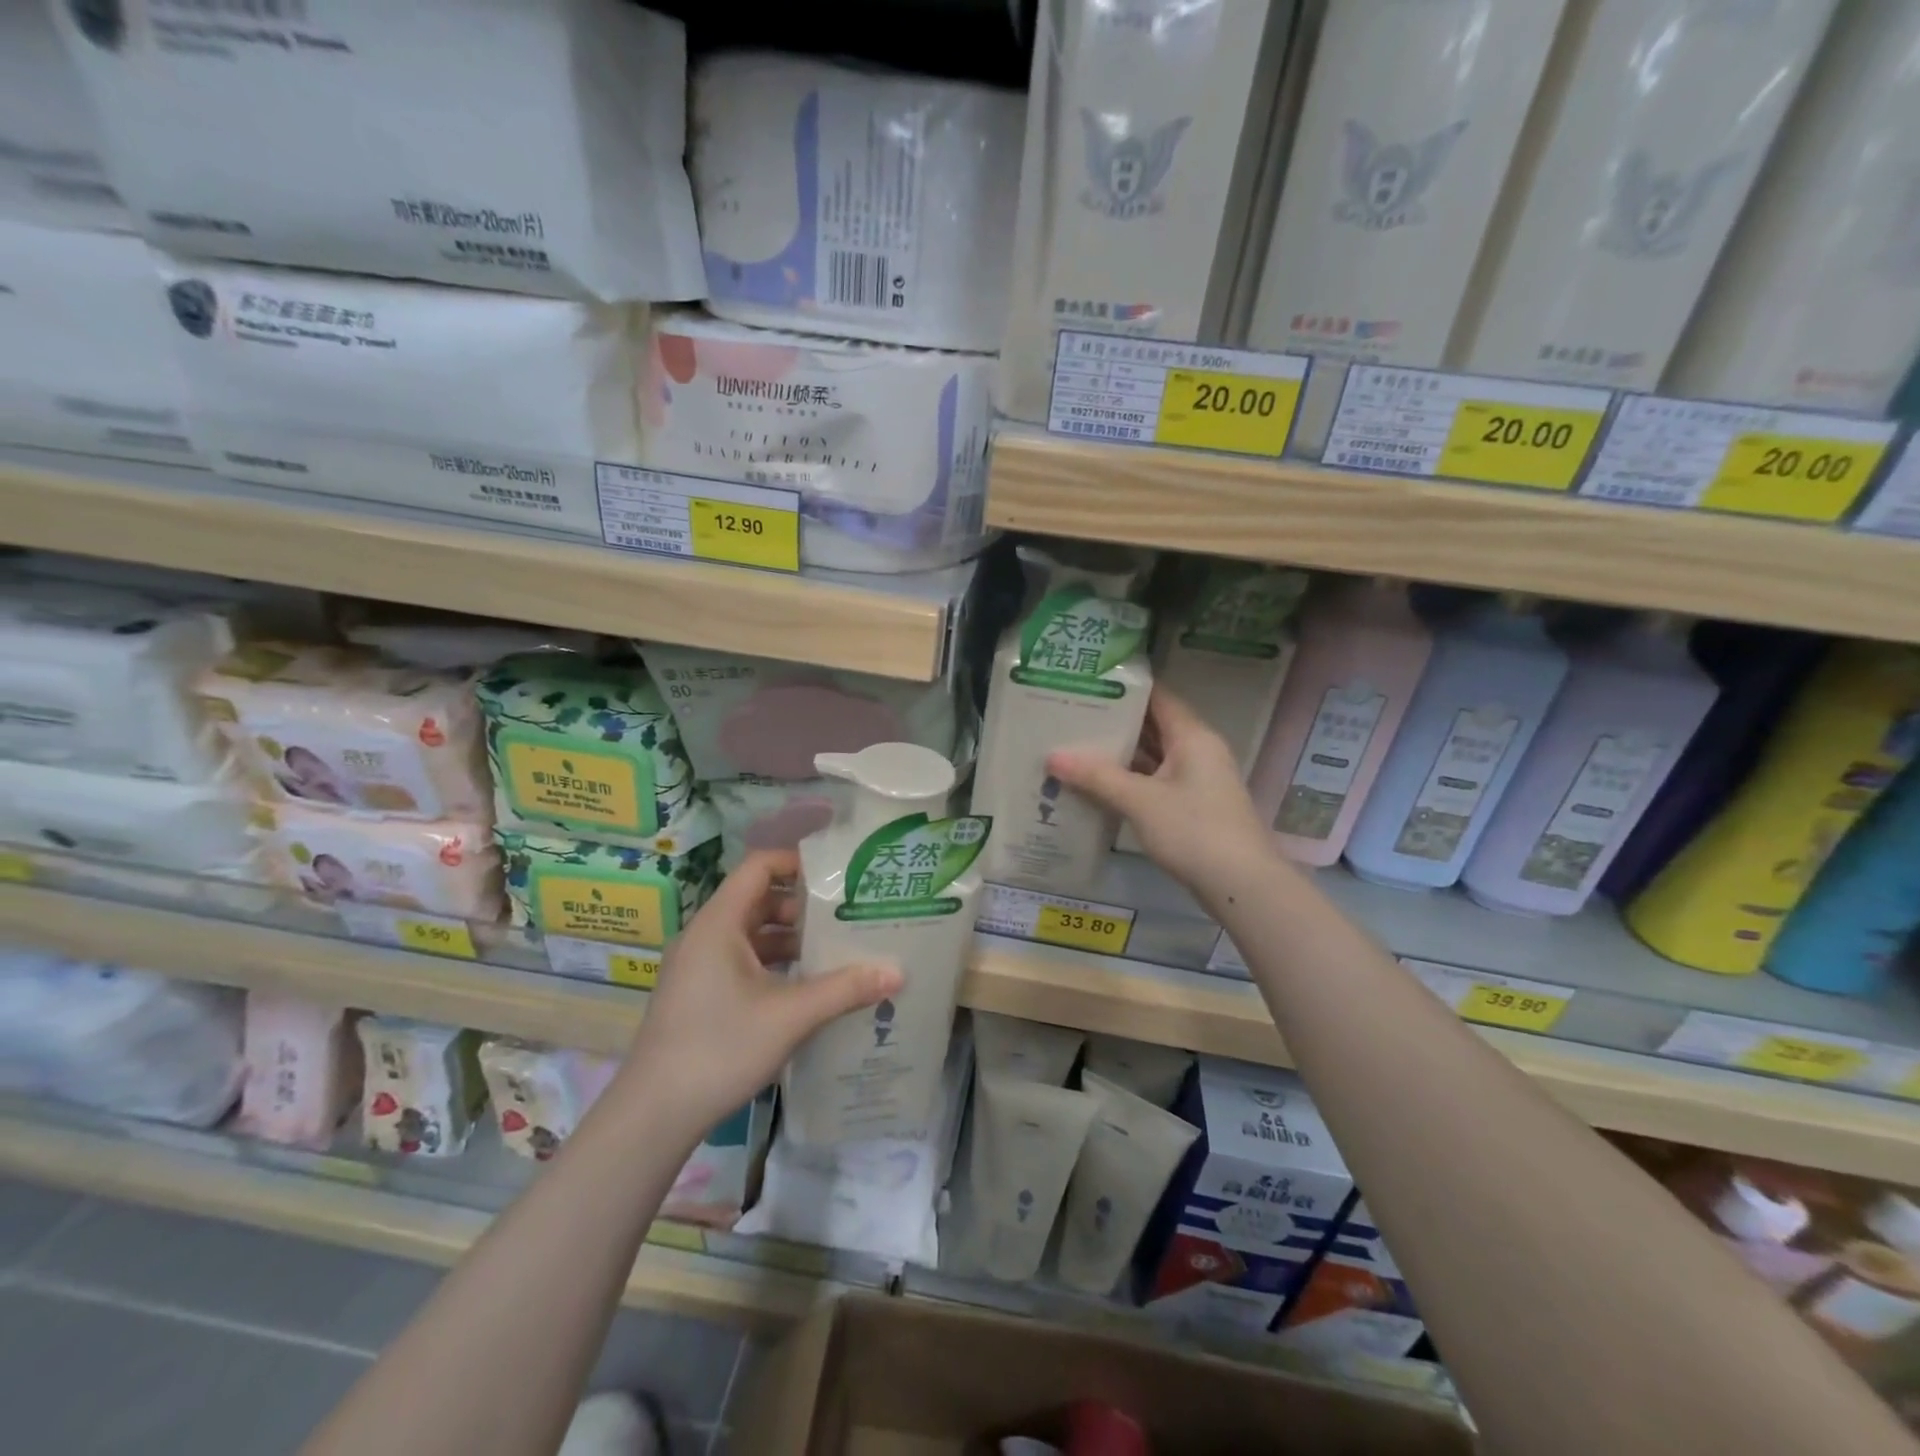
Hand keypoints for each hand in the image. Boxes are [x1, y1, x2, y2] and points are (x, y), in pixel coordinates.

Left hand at [622, 850, 900, 1136]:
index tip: (838, 875)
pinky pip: (743, 961)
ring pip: (752, 935)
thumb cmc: (720, 1049)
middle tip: (848, 915)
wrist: (652, 1116)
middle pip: (759, 900)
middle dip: (804, 906)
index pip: (759, 866)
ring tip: (837, 949)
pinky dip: (775, 964)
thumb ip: (845, 989)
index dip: (797, 862)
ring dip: (791, 939)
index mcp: (719, 923)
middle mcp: (705, 935)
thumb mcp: (790, 1016)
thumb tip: (897, 971)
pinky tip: (807, 987)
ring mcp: (699, 967)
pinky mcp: (699, 994)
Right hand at [1048, 688, 1273, 895]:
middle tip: (1070, 715)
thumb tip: (1052, 756)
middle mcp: (1197, 751)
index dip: (1124, 688)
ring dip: (1120, 753)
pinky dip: (1129, 779)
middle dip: (1114, 722)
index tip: (1087, 683)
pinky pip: (1155, 781)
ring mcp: (1196, 780)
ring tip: (1075, 746)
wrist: (1242, 884)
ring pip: (1152, 756)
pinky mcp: (1192, 806)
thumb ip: (1096, 776)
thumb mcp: (1140, 801)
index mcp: (1192, 737)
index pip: (1157, 697)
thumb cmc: (1193, 830)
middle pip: (1152, 726)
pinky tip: (1097, 784)